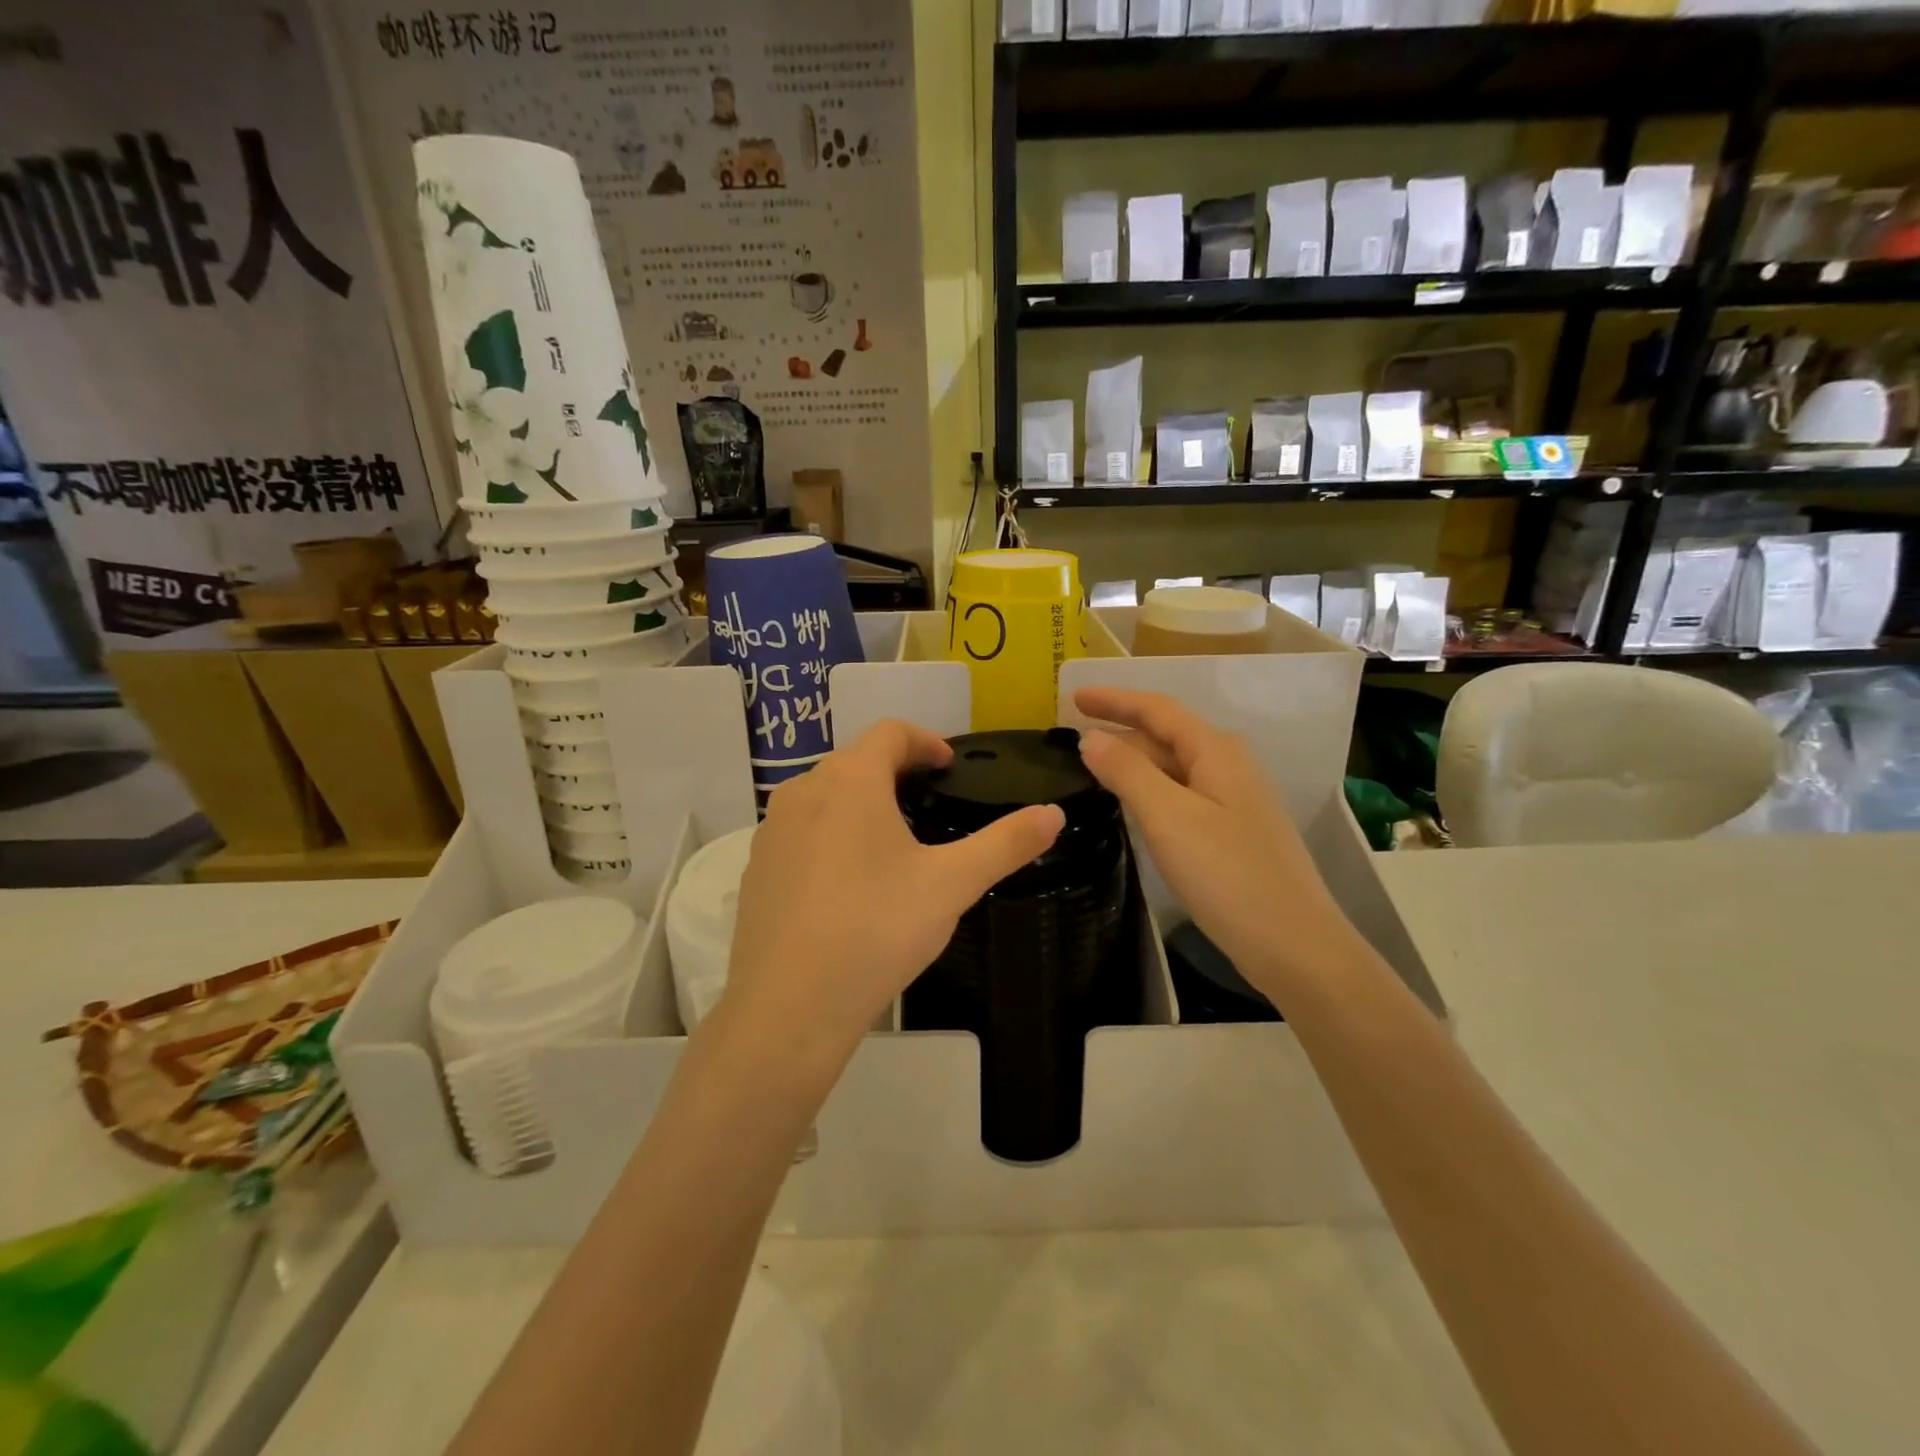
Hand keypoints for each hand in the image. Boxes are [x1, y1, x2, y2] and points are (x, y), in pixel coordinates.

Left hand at [722, 720, 1063, 1067]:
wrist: (789, 1007)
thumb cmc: (876, 930)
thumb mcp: (952, 884)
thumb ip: (1006, 843)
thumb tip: (1054, 814)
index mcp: (850, 781)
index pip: (890, 733)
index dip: (925, 741)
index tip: (949, 768)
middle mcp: (802, 792)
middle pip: (855, 760)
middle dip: (895, 771)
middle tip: (929, 804)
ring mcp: (771, 831)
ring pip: (824, 796)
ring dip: (860, 802)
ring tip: (893, 842)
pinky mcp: (755, 869)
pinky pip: (800, 832)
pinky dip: (830, 835)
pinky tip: (849, 883)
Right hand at [1073, 687, 1359, 1006]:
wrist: (1294, 945)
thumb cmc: (1228, 874)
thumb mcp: (1169, 817)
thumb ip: (1127, 772)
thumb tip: (1091, 738)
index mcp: (1216, 751)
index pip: (1157, 709)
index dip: (1114, 699)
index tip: (1072, 696)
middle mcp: (1228, 766)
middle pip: (1166, 734)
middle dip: (1120, 729)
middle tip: (1071, 735)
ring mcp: (1233, 800)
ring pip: (1173, 767)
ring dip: (1132, 760)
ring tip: (1090, 765)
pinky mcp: (1231, 832)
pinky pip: (1180, 795)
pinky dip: (1148, 789)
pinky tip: (1129, 805)